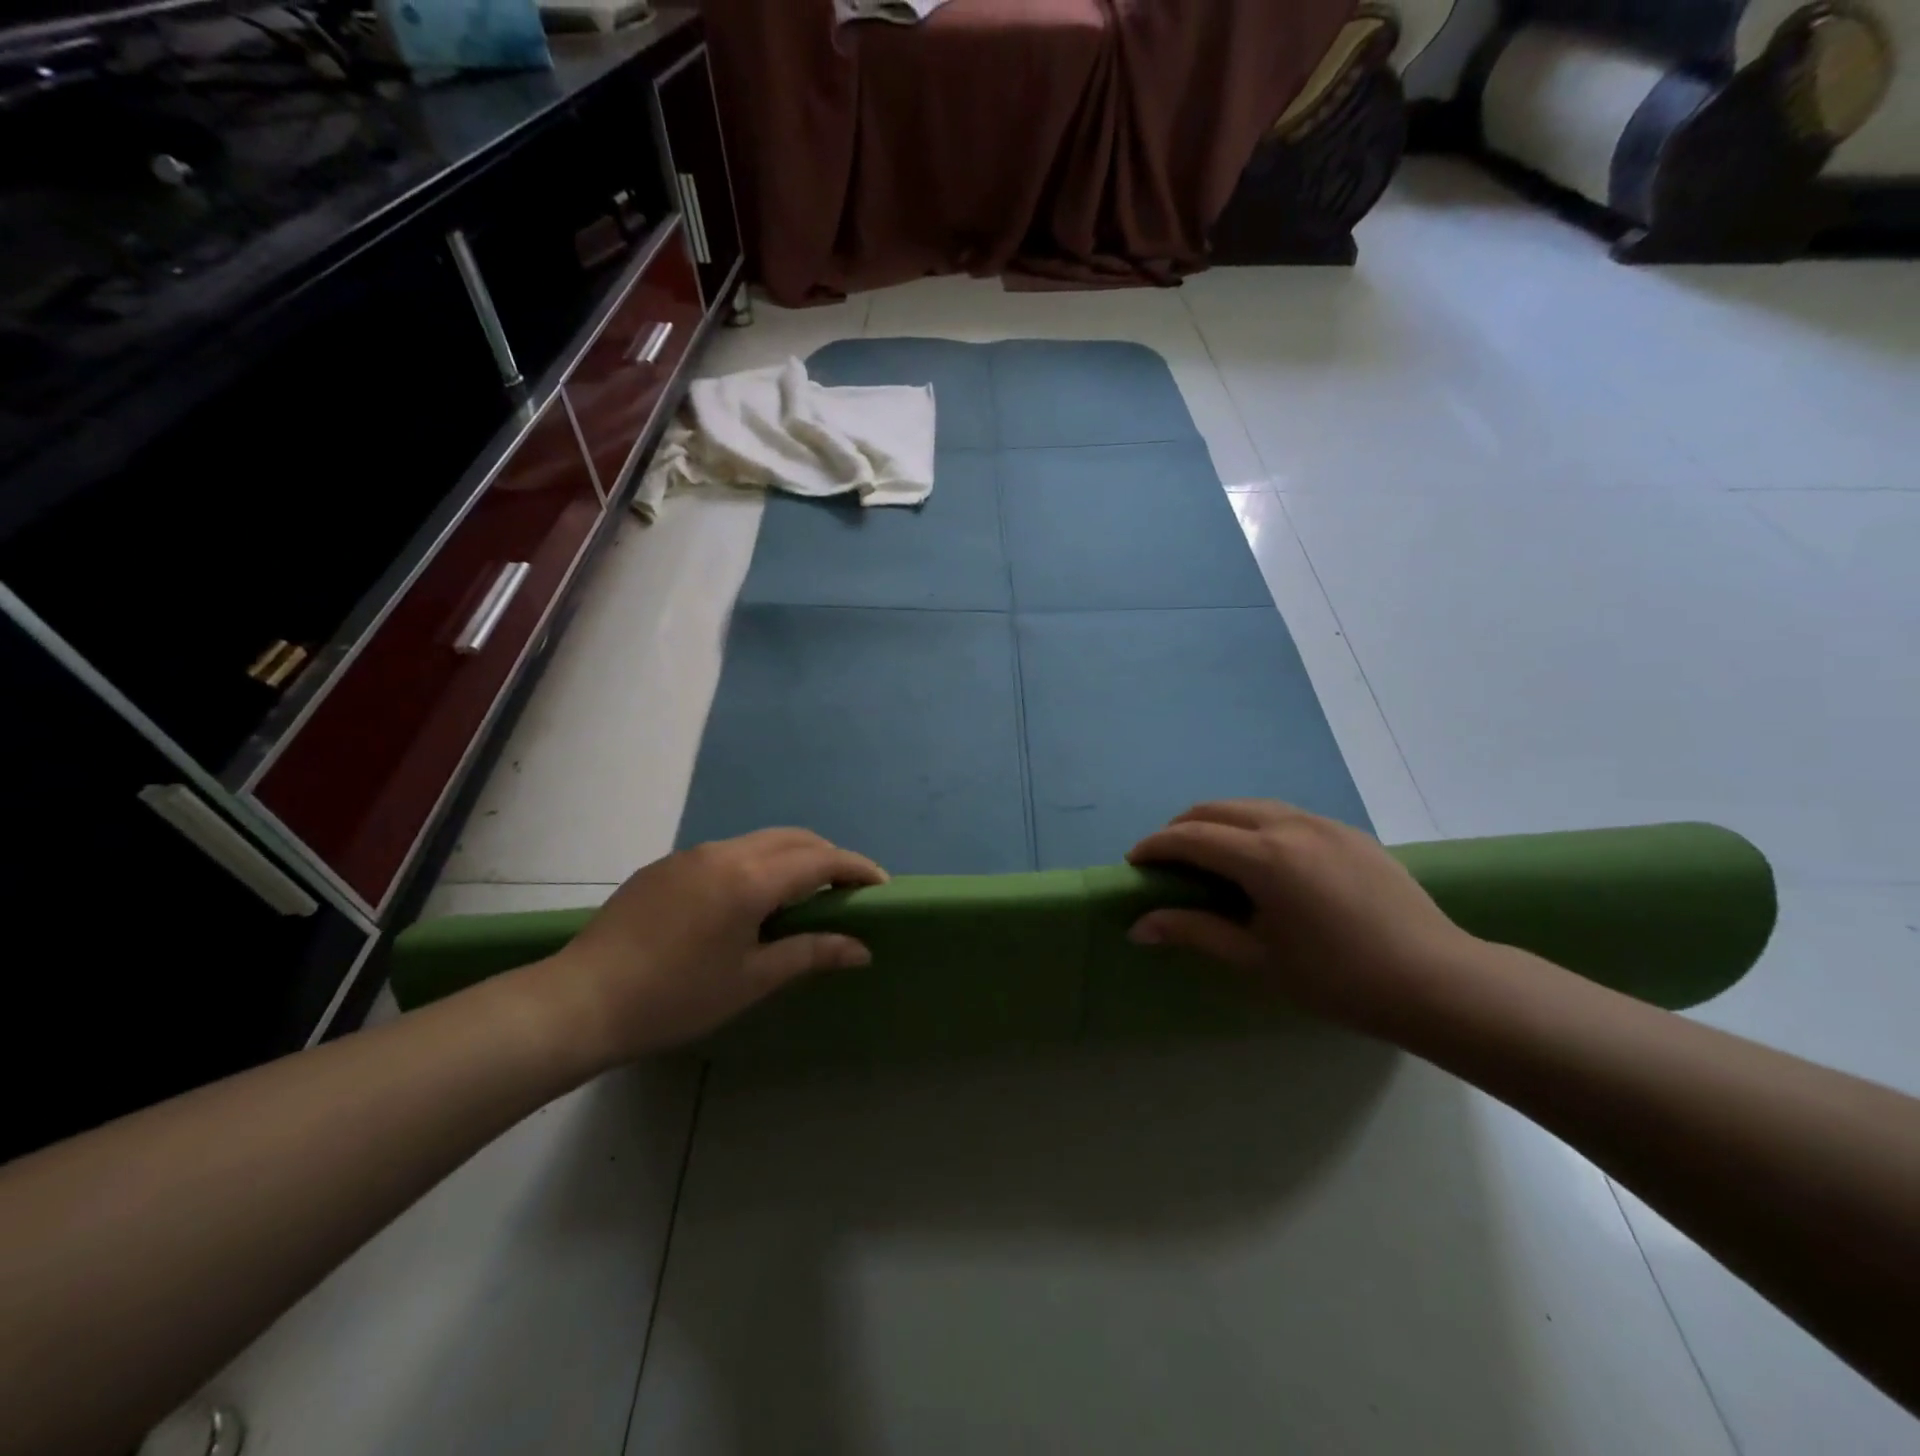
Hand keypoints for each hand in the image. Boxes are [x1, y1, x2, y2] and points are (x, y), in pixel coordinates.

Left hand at [527, 828, 886, 1065]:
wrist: (581, 1000)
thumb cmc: (675, 997)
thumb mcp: (750, 981)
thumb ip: (810, 954)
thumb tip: (861, 948)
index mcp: (750, 879)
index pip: (820, 861)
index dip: (856, 869)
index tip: (880, 886)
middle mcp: (724, 853)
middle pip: (793, 839)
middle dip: (827, 857)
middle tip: (846, 891)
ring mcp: (690, 855)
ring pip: (758, 841)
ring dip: (791, 858)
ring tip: (801, 896)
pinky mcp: (665, 867)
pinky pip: (726, 853)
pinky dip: (756, 864)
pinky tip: (747, 901)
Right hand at [1126, 800, 1478, 1036]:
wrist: (1439, 982)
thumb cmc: (1339, 979)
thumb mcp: (1258, 959)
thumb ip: (1194, 932)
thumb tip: (1139, 926)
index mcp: (1265, 857)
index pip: (1191, 837)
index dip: (1155, 846)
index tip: (1134, 863)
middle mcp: (1290, 825)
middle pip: (1217, 809)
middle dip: (1181, 828)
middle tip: (1165, 861)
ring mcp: (1324, 823)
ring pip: (1252, 806)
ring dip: (1218, 822)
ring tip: (1207, 856)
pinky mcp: (1349, 832)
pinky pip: (1285, 815)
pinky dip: (1254, 825)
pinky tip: (1260, 859)